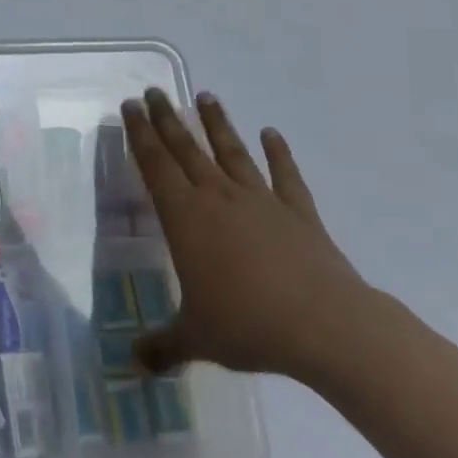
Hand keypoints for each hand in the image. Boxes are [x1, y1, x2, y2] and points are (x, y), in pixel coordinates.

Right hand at [121, 88, 371, 381]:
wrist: (327, 327)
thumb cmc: (249, 325)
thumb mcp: (196, 338)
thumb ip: (162, 347)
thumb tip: (132, 365)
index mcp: (185, 217)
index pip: (154, 164)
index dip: (140, 134)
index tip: (130, 106)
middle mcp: (218, 198)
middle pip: (186, 148)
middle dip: (167, 119)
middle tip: (154, 92)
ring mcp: (261, 201)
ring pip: (232, 152)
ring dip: (217, 124)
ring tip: (206, 96)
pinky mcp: (299, 213)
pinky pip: (286, 176)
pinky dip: (279, 153)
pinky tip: (272, 134)